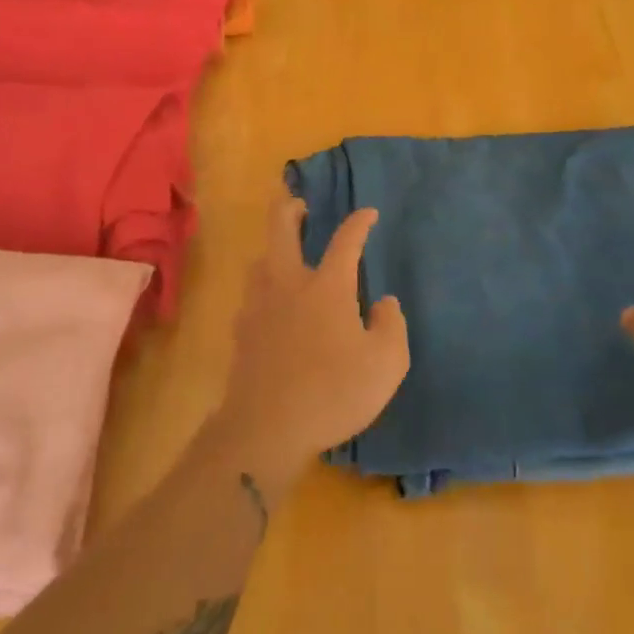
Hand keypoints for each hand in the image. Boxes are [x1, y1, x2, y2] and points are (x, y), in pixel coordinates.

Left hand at [216, 189, 409, 489]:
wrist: (265, 430)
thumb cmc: (333, 392)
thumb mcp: (386, 364)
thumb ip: (391, 326)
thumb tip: (385, 302)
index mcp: (327, 286)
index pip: (345, 241)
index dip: (359, 222)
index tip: (368, 214)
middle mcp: (289, 284)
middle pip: (280, 230)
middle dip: (289, 209)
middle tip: (298, 203)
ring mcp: (259, 307)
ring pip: (260, 261)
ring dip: (273, 249)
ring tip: (286, 256)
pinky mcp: (242, 333)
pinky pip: (252, 296)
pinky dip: (264, 288)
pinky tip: (272, 306)